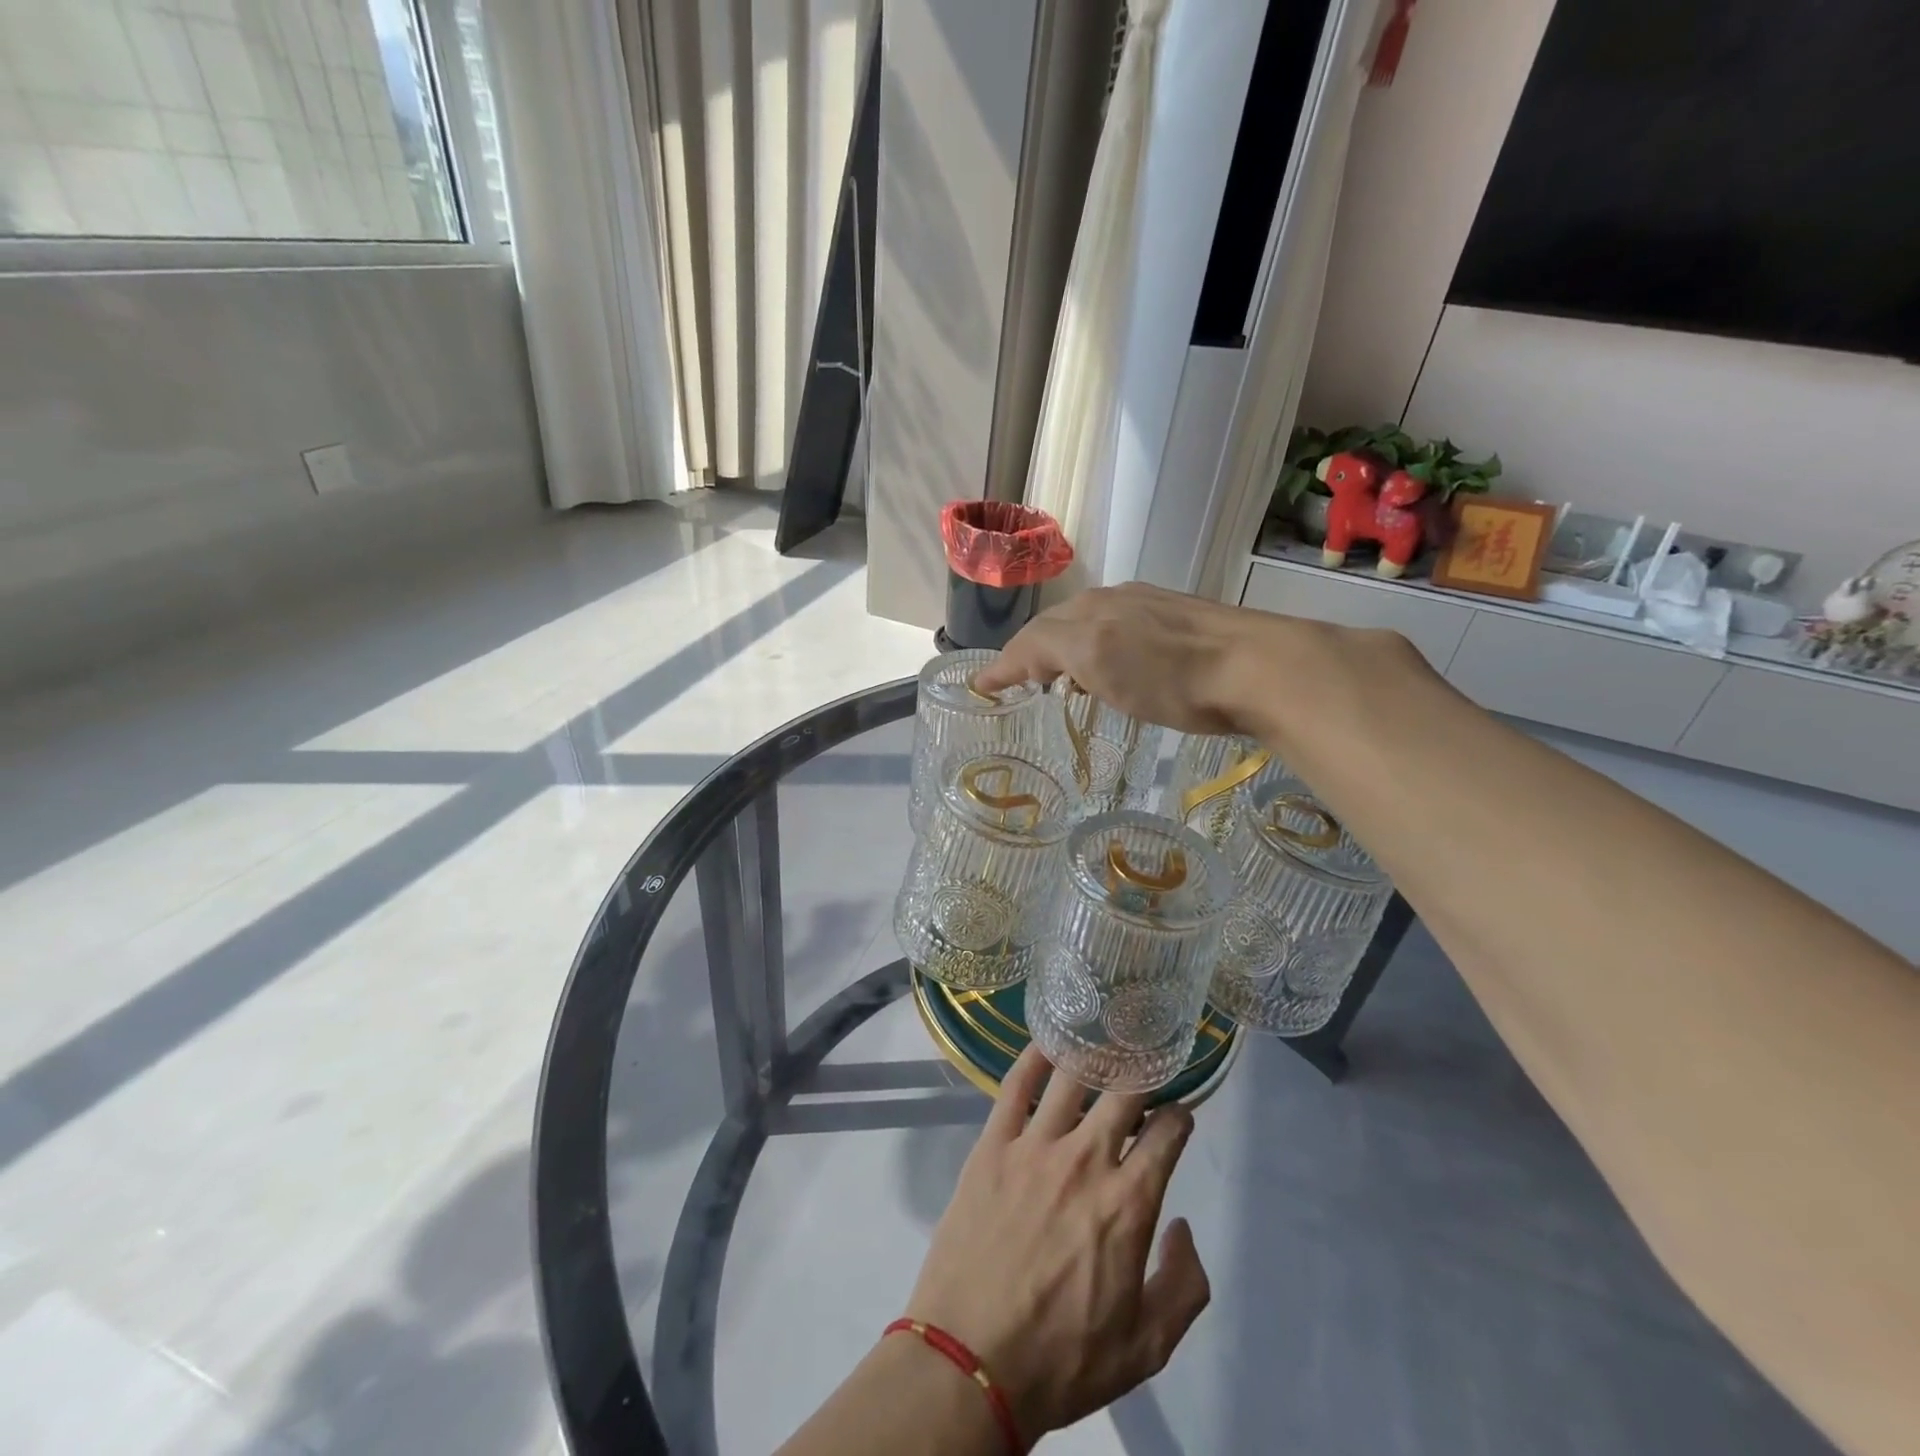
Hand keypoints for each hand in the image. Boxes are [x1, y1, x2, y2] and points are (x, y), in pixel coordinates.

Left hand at [903, 1046, 1211, 1442]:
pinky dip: (1034, 1057)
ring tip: (1103, 1041)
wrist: (970, 1361)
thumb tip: (1181, 1226)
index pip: (1167, 1133)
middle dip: (1143, 1073)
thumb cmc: (1063, 1359)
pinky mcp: (992, 1144)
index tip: (1178, 1112)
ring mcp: (1035, 1146)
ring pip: (1073, 1078)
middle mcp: (1086, 1160)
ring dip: (1095, 1055)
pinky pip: (1015, 1086)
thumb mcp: (1146, 1347)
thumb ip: (1184, 1285)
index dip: (1179, 1115)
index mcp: (1129, 1203)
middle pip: (1125, 1092)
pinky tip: (1047, 1042)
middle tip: (1145, 1065)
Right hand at [970, 582, 1278, 735]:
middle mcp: (1116, 600)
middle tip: (1019, 681)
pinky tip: (1115, 669)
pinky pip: (1122, 632)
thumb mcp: (1099, 659)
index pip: (1033, 635)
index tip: (982, 687)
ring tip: (1060, 680)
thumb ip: (1050, 650)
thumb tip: (1018, 659)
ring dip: (1066, 650)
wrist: (1259, 668)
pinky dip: (1100, 652)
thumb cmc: (1170, 673)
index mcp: (1091, 609)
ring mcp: (1152, 610)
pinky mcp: (1183, 625)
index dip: (1005, 662)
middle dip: (1033, 651)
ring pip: (1091, 626)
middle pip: (1059, 624)